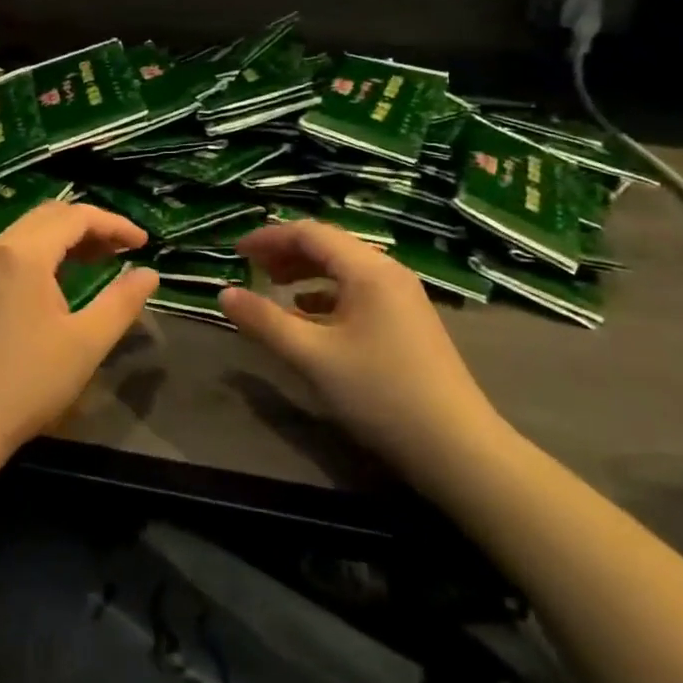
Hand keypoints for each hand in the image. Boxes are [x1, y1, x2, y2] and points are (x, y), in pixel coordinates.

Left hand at [0, 202, 158, 460]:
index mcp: (25, 253)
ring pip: (30, 232)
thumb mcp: (86, 343)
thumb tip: (149, 273)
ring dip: (66, 238)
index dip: (115, 224)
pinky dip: (44, 252)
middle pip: (51, 215)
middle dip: (91, 226)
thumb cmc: (26, 381)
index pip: (77, 217)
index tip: (144, 243)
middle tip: (123, 250)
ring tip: (100, 260)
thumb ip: (121, 302)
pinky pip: (13, 251)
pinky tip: (60, 281)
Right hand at [218, 221, 512, 498]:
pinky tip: (309, 315)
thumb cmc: (381, 394)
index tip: (236, 252)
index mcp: (368, 270)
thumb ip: (264, 322)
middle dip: (286, 253)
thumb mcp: (313, 357)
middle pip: (328, 246)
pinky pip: (358, 292)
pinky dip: (326, 295)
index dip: (269, 237)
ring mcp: (402, 297)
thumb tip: (224, 294)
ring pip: (344, 269)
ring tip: (274, 288)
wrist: (459, 450)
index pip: (310, 233)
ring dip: (305, 273)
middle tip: (251, 269)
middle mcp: (388, 272)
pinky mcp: (407, 322)